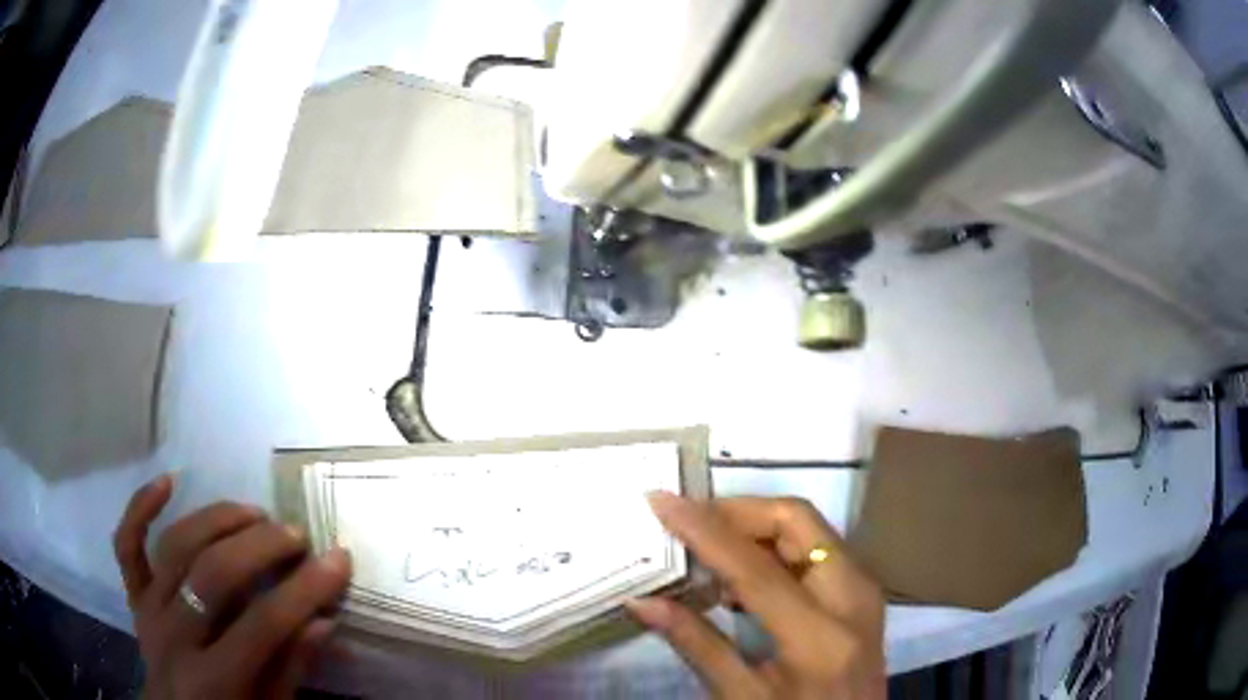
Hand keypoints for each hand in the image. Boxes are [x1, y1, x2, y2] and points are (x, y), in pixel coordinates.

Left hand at [113, 475, 351, 698]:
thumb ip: (292, 669)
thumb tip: (323, 620)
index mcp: (213, 680)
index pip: (262, 625)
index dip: (304, 591)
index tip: (337, 560)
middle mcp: (174, 637)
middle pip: (214, 575)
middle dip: (260, 548)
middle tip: (295, 533)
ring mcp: (148, 609)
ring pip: (176, 547)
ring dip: (216, 520)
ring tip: (253, 512)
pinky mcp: (134, 594)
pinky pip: (128, 543)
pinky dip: (140, 507)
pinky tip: (168, 481)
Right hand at [628, 494, 885, 699]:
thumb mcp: (742, 698)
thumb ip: (696, 645)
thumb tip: (642, 602)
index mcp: (819, 637)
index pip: (755, 567)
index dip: (704, 530)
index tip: (661, 501)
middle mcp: (853, 597)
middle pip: (796, 521)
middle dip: (737, 511)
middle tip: (688, 522)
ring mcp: (864, 589)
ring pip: (808, 528)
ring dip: (754, 526)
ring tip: (705, 548)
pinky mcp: (862, 590)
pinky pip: (816, 548)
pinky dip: (774, 546)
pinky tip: (740, 571)